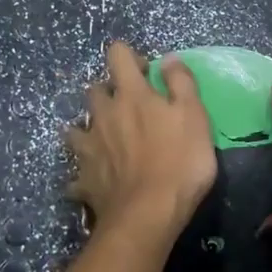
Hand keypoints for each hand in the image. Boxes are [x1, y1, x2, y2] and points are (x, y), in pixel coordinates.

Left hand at [67, 43, 215, 242]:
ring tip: (107, 141)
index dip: (130, 56)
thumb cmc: (179, 162)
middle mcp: (103, 115)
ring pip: (77, 127)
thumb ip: (180, 83)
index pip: (118, 56)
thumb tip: (167, 58)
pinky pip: (77, 169)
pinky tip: (96, 179)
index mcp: (131, 95)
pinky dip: (85, 170)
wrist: (147, 215)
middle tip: (129, 107)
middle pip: (94, 90)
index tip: (146, 72)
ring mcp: (89, 147)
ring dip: (90, 128)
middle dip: (108, 91)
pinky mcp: (83, 177)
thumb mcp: (194, 116)